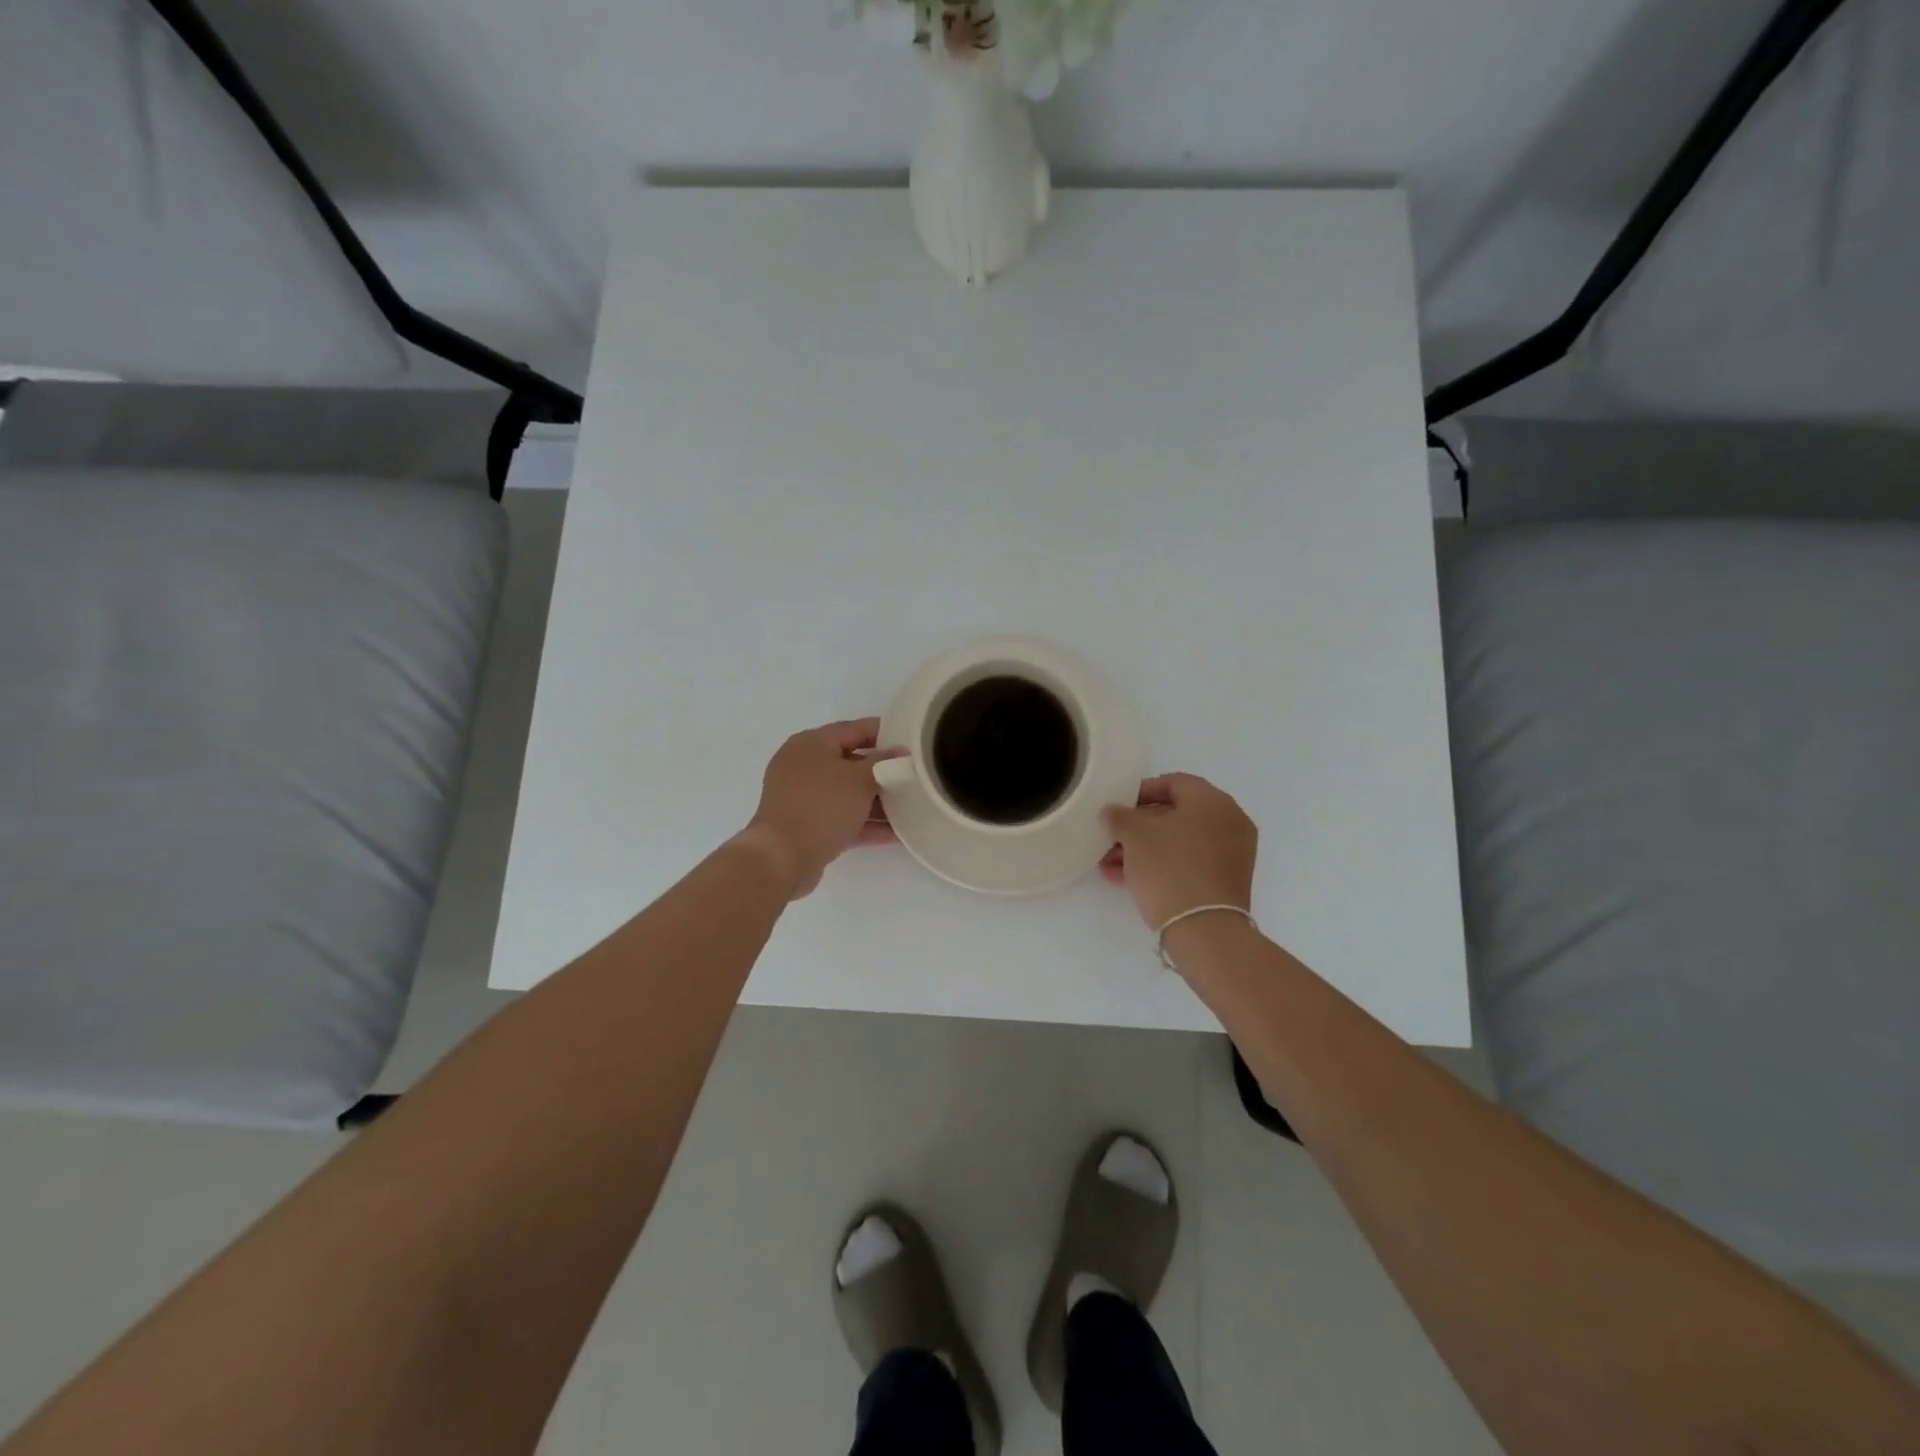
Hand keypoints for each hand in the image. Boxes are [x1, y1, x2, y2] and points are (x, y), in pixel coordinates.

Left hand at [740, 718, 898, 898]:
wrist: (782, 858)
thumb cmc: (821, 806)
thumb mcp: (860, 779)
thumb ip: (884, 763)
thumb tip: (900, 753)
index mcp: (811, 743)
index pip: (855, 729)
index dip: (886, 733)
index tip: (913, 742)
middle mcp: (804, 765)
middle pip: (852, 762)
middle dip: (884, 771)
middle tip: (914, 777)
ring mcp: (803, 797)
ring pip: (848, 793)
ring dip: (878, 801)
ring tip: (912, 807)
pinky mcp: (807, 826)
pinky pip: (843, 818)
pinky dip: (866, 823)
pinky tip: (897, 834)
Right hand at [1100, 773, 1257, 931]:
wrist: (1204, 930)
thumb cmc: (1170, 868)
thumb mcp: (1134, 835)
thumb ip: (1119, 816)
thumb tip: (1112, 812)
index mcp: (1213, 801)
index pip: (1173, 782)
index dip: (1140, 791)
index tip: (1117, 807)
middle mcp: (1228, 822)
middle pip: (1175, 814)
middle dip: (1137, 827)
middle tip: (1110, 838)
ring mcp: (1230, 855)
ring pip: (1178, 842)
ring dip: (1142, 849)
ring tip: (1108, 863)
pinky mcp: (1224, 882)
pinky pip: (1187, 864)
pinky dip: (1159, 866)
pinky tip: (1124, 879)